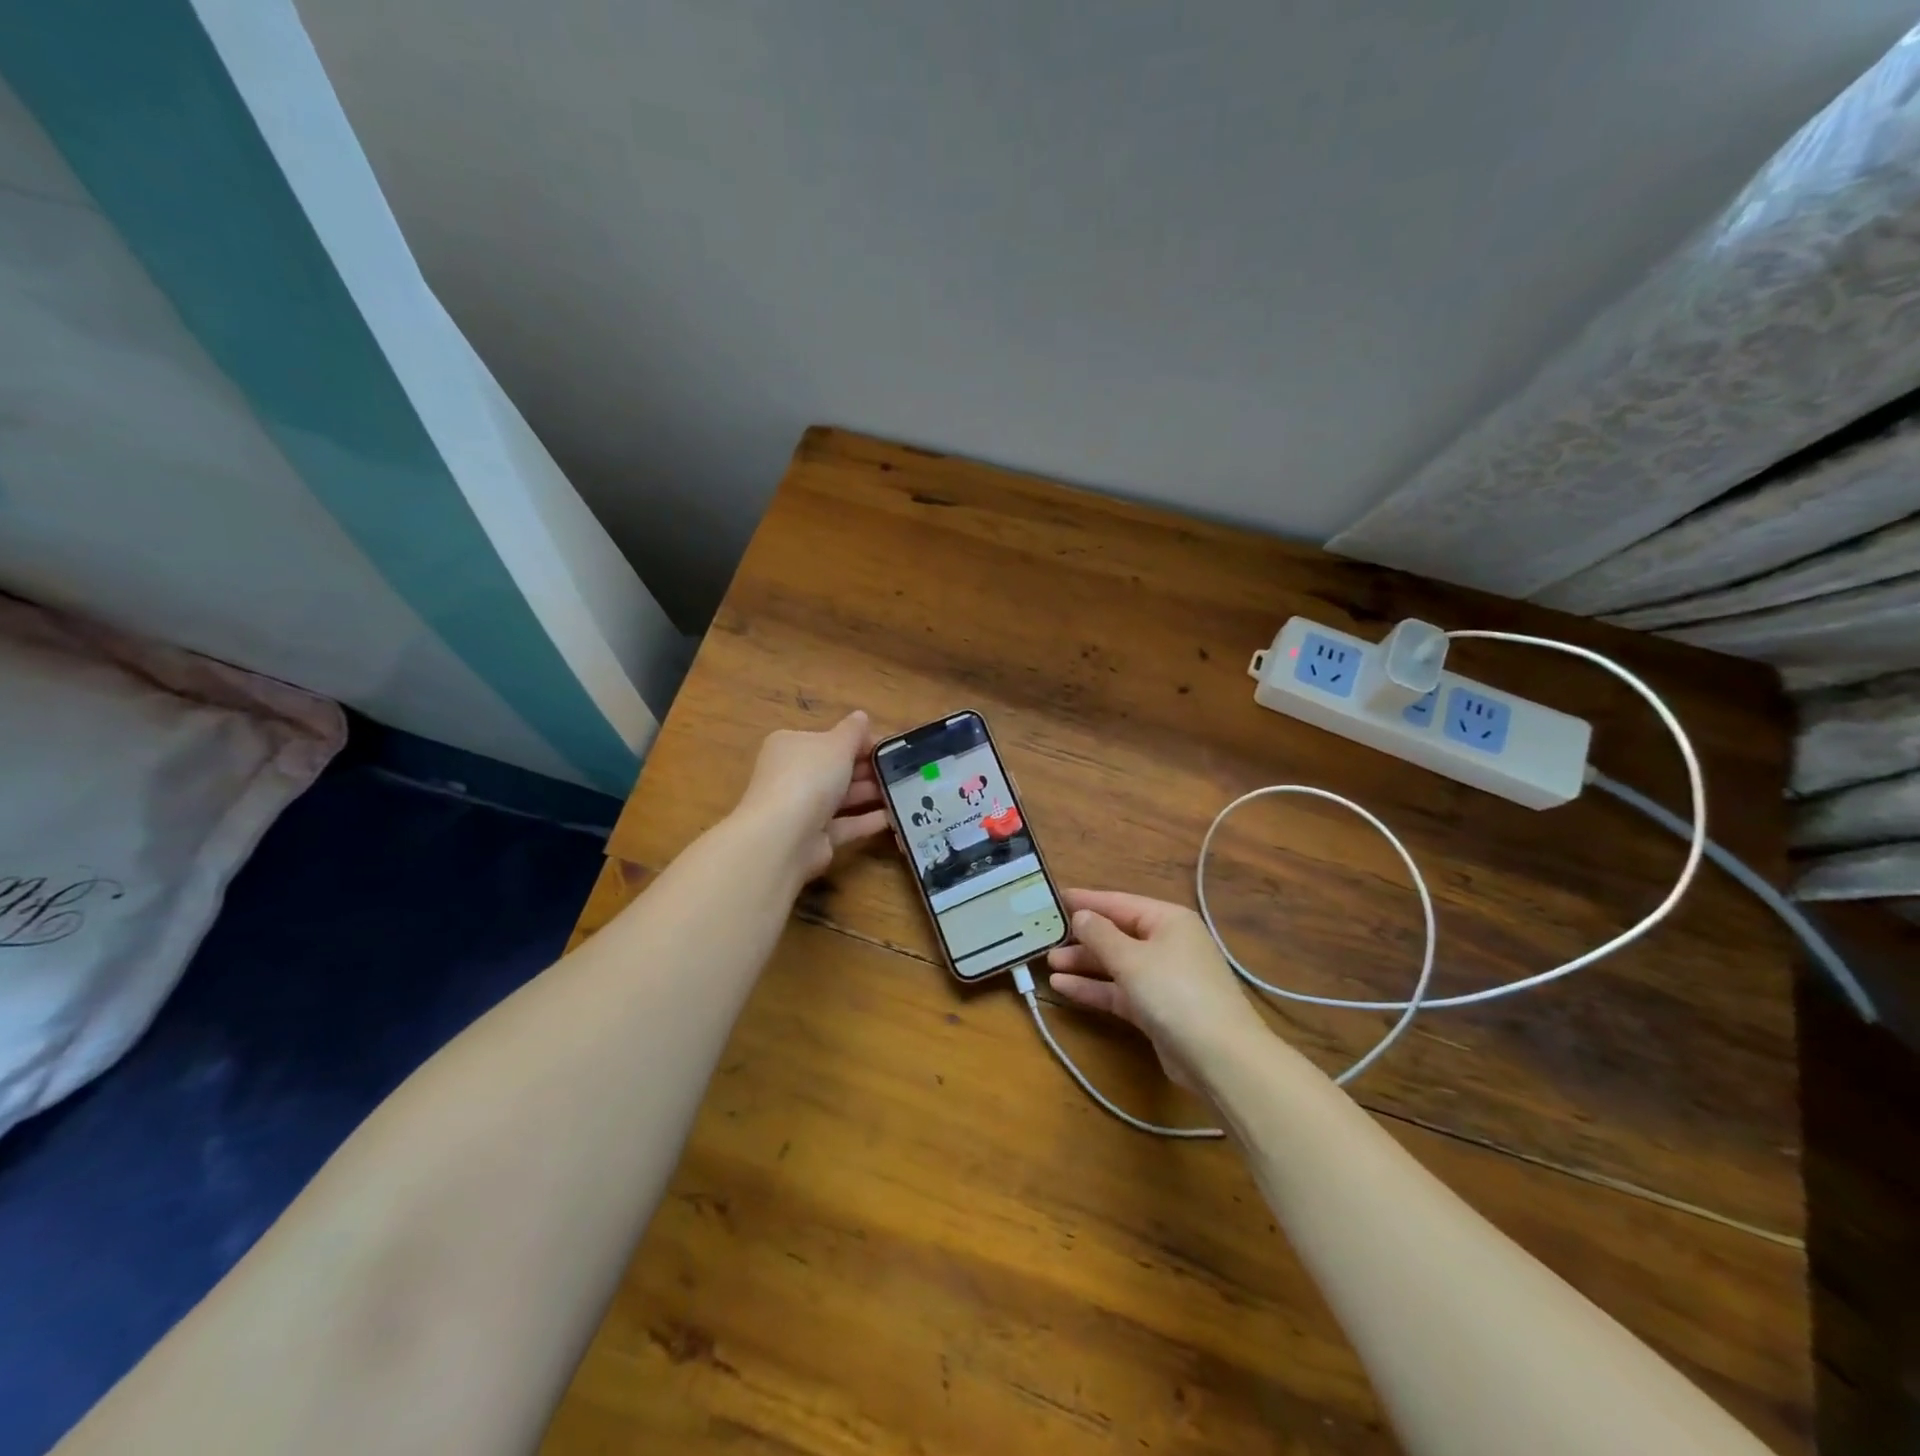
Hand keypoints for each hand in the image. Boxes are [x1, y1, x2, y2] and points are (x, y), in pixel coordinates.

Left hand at [734, 711, 889, 879]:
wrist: (784, 836)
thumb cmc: (809, 777)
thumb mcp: (837, 744)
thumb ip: (853, 731)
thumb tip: (861, 716)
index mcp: (791, 746)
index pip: (829, 739)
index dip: (860, 741)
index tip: (889, 747)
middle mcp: (792, 775)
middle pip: (835, 769)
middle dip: (868, 769)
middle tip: (902, 770)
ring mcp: (801, 809)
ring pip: (841, 797)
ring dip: (870, 793)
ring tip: (903, 791)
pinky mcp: (813, 837)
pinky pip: (844, 824)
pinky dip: (867, 820)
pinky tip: (894, 816)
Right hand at [1046, 890, 1267, 1090]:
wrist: (1219, 1057)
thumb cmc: (1175, 992)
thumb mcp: (1131, 958)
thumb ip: (1100, 935)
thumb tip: (1080, 916)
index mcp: (1168, 921)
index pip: (1119, 903)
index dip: (1086, 901)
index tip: (1054, 898)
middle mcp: (1167, 944)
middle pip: (1116, 934)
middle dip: (1082, 937)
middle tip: (1045, 936)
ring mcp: (1163, 978)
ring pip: (1116, 964)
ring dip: (1084, 963)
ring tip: (1048, 963)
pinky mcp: (1156, 1009)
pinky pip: (1119, 990)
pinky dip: (1094, 988)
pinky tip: (1063, 986)